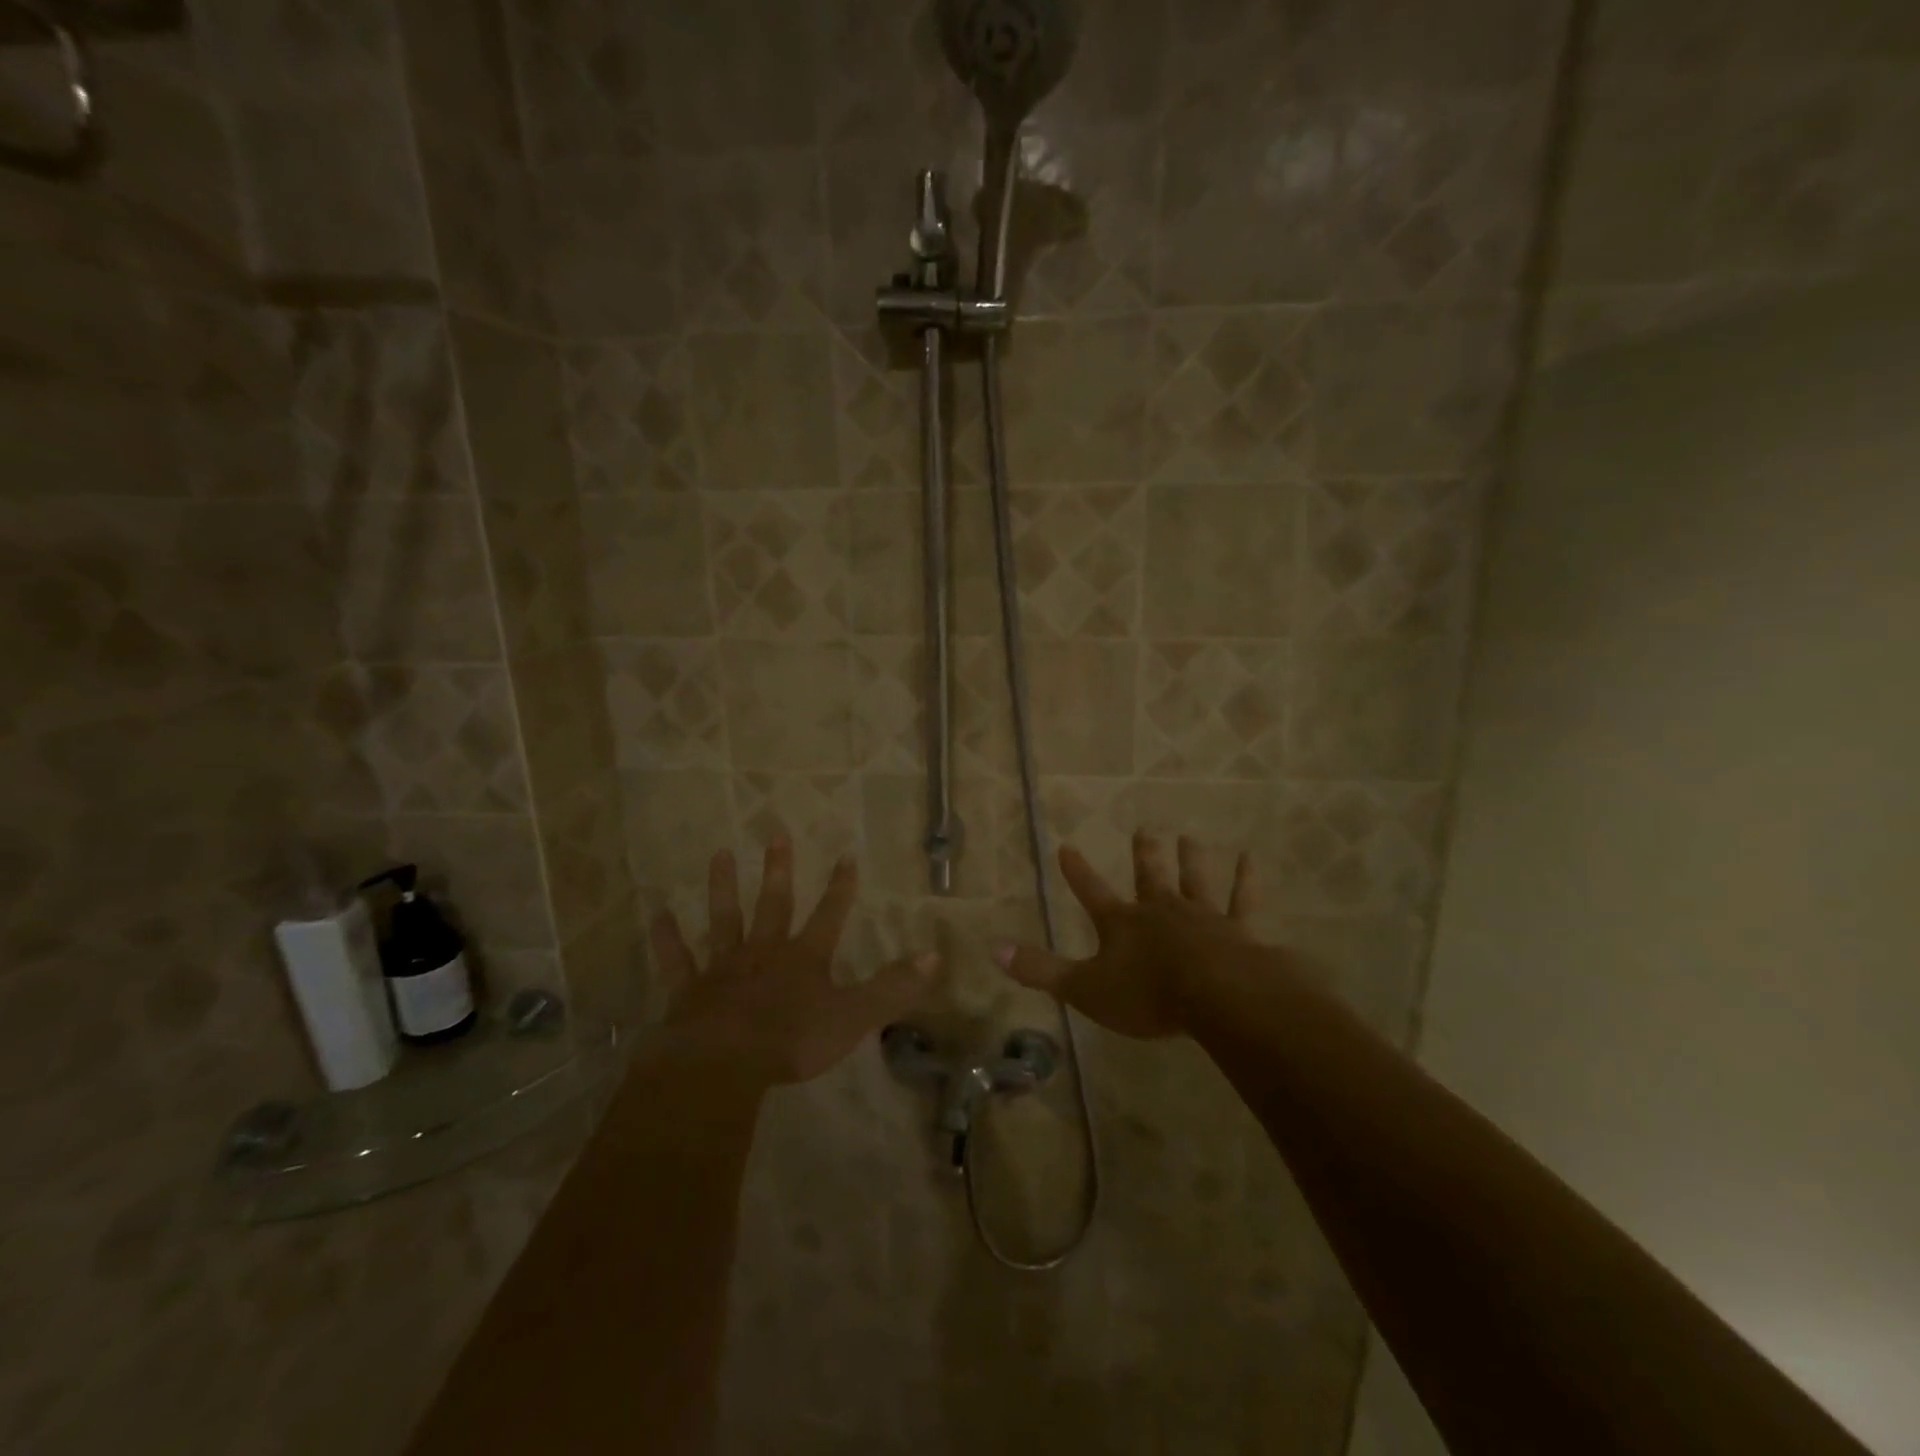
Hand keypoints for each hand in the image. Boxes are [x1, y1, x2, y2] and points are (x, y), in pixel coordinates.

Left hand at [650, 837, 934, 1089]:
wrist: (724, 1065)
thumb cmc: (793, 1041)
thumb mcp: (854, 1016)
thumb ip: (893, 987)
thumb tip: (935, 955)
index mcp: (805, 958)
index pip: (829, 915)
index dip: (840, 887)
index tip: (845, 855)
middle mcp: (765, 952)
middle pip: (774, 904)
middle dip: (779, 870)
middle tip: (776, 834)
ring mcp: (724, 968)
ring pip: (725, 919)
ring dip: (723, 887)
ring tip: (719, 854)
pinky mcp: (689, 990)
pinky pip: (677, 959)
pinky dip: (667, 937)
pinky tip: (657, 913)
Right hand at [995, 830, 1254, 1038]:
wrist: (1215, 995)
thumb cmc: (1146, 994)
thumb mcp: (1083, 988)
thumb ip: (1040, 971)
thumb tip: (994, 951)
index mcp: (1121, 924)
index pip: (1091, 891)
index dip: (1077, 871)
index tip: (1067, 846)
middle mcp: (1159, 911)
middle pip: (1148, 876)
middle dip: (1143, 854)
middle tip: (1144, 828)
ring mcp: (1201, 916)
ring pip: (1193, 880)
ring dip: (1190, 859)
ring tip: (1189, 836)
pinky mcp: (1237, 930)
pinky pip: (1242, 900)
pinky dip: (1246, 880)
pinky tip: (1251, 858)